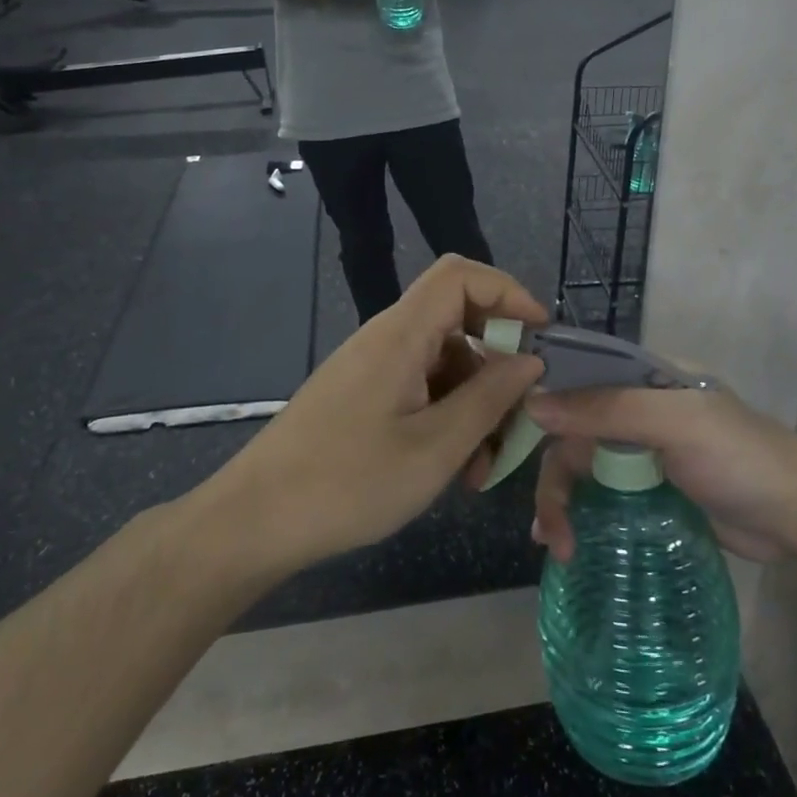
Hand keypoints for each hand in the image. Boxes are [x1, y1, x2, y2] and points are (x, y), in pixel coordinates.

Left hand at [201, 257, 546, 572]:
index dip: (508, 292)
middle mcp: (386, 338)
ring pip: (443, 362)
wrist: (255, 520)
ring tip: (484, 467)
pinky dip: (447, 417)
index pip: (461, 275)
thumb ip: (490, 399)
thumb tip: (530, 360)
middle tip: (518, 420)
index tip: (541, 337)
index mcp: (401, 334)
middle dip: (497, 365)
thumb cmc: (348, 483)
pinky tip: (454, 467)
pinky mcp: (362, 395)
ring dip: (474, 403)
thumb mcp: (435, 447)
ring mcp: (372, 368)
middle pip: (457, 321)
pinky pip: (419, 387)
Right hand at [523, 386, 796, 562]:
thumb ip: (606, 409)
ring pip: (583, 468)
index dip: (539, 399)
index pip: (576, 376)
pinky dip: (582, 516)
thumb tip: (532, 403)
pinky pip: (602, 497)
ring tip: (557, 547)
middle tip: (549, 528)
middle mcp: (635, 409)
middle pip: (572, 432)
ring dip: (563, 502)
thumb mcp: (673, 422)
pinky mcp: (650, 492)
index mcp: (642, 377)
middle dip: (554, 478)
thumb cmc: (739, 457)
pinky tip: (568, 544)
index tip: (505, 433)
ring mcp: (642, 452)